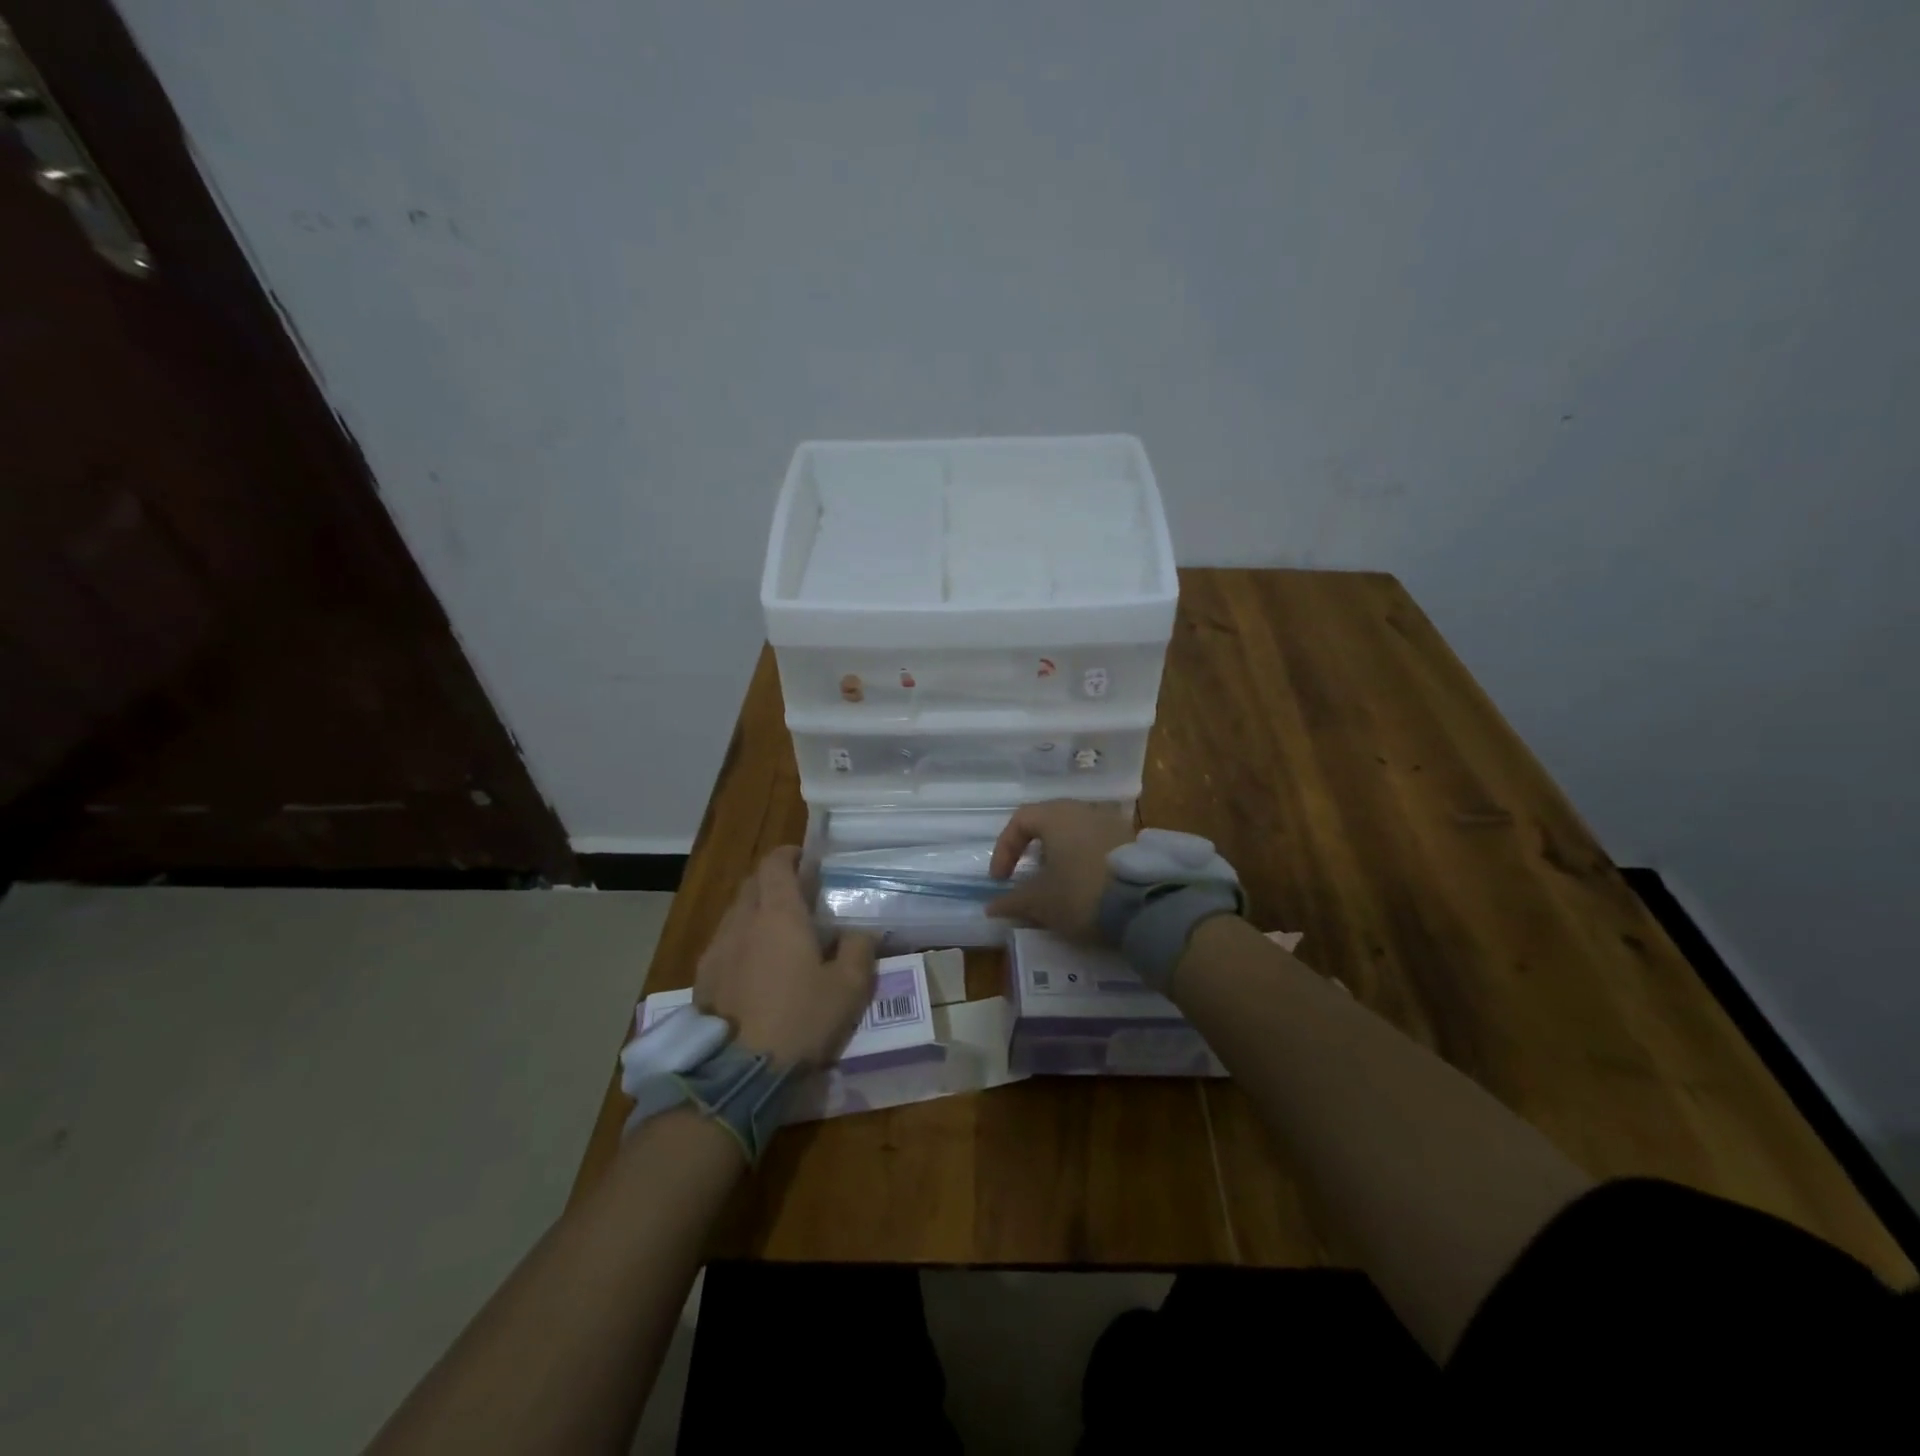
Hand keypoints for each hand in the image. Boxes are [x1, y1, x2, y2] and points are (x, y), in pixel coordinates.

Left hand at [694, 847, 876, 1069]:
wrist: (737, 1071)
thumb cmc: (799, 1020)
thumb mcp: (848, 988)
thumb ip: (859, 950)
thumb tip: (860, 931)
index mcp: (779, 914)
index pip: (775, 863)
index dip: (789, 855)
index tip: (806, 861)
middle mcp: (743, 920)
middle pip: (753, 884)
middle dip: (774, 881)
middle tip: (799, 898)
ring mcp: (717, 948)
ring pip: (736, 912)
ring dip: (756, 911)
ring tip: (779, 935)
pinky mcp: (702, 976)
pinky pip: (724, 942)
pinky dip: (741, 941)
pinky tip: (755, 968)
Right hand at [984, 800, 1135, 942]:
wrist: (1146, 904)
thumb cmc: (1080, 893)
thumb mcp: (1040, 902)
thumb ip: (1012, 901)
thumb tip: (991, 907)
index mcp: (1057, 815)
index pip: (1020, 820)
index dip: (1004, 849)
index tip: (1001, 880)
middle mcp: (1085, 809)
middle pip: (1050, 823)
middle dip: (1034, 851)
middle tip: (1028, 877)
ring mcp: (1113, 823)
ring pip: (1077, 833)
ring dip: (1061, 856)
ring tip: (1058, 885)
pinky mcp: (1134, 841)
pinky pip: (1099, 845)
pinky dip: (1085, 861)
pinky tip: (1087, 886)